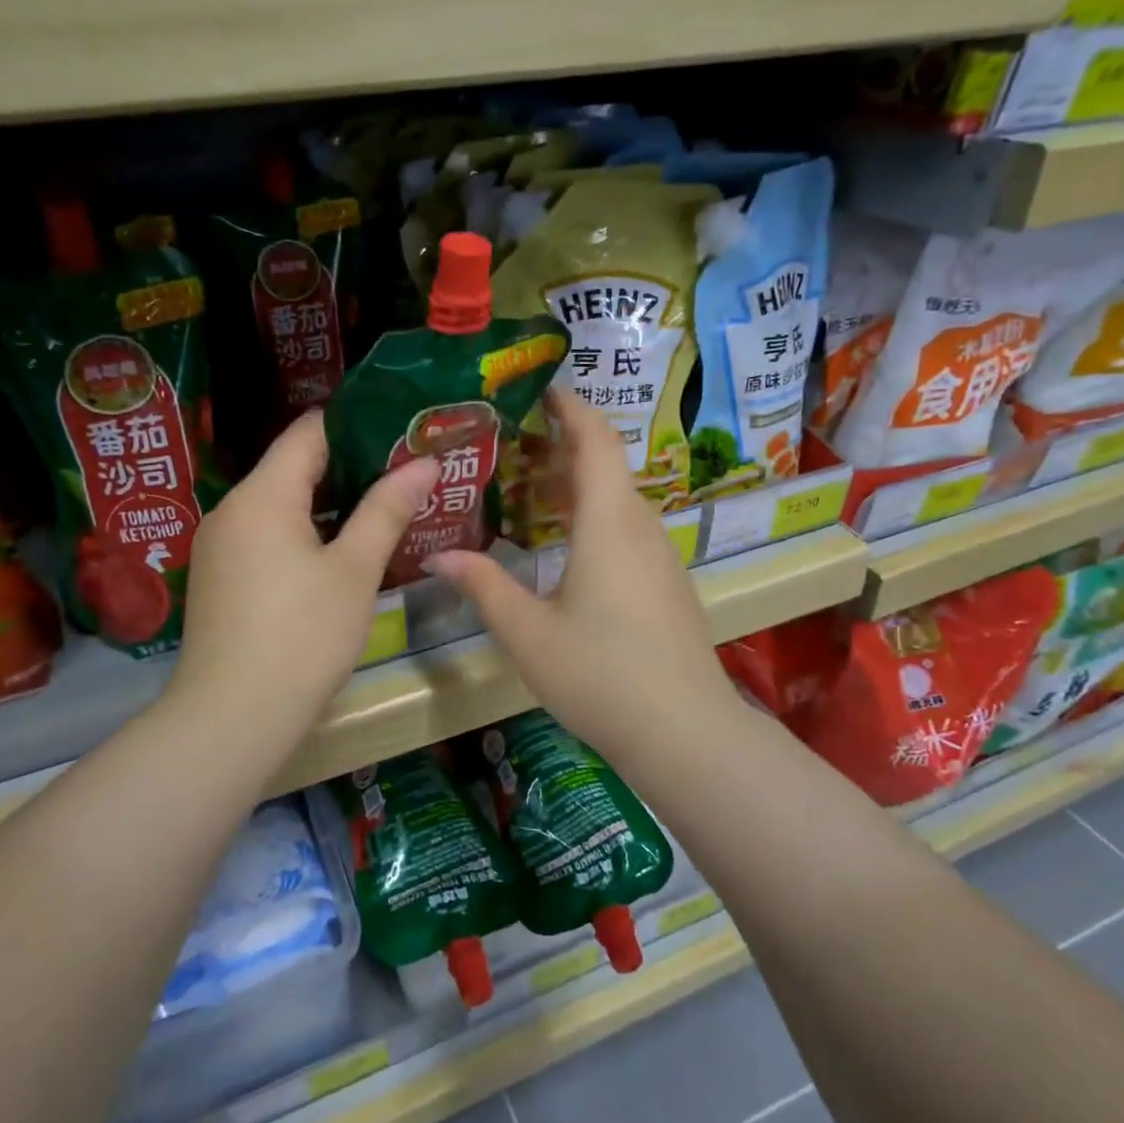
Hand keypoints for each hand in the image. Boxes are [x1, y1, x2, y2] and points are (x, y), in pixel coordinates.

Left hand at [166, 412, 438, 754]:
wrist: (231, 719)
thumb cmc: (303, 636)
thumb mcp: (356, 570)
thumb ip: (387, 509)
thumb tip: (424, 463)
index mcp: (263, 495)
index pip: (309, 431)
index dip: (356, 425)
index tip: (400, 436)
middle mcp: (232, 509)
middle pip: (292, 467)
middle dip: (348, 468)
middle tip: (402, 477)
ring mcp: (219, 546)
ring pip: (279, 505)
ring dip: (327, 505)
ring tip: (379, 513)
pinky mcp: (218, 579)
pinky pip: (264, 537)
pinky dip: (302, 534)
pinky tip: (336, 557)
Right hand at [426, 390, 739, 766]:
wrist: (685, 733)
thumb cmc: (600, 674)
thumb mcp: (527, 633)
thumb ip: (483, 587)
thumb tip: (438, 557)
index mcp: (609, 522)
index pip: (595, 440)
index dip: (571, 407)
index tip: (542, 389)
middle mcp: (642, 527)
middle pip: (607, 466)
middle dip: (564, 445)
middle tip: (515, 441)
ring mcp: (662, 557)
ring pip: (619, 500)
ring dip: (579, 485)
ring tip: (531, 488)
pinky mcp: (668, 584)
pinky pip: (629, 530)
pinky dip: (595, 517)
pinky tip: (566, 546)